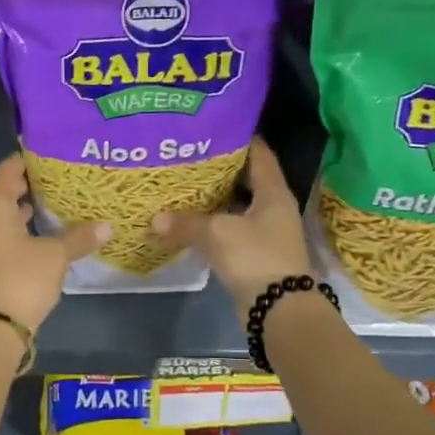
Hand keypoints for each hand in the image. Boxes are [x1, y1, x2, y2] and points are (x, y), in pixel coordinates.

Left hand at [0, 155, 108, 330]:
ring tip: (54, 207)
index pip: (6, 171)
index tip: (47, 155)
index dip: (25, 161)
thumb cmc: (22, 280)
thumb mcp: (56, 256)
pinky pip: (1, 238)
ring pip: (2, 219)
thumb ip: (79, 237)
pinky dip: (19, 232)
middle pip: (2, 195)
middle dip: (28, 187)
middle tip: (58, 180)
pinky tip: (42, 238)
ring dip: (23, 212)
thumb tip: (107, 226)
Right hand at [152, 137, 313, 320]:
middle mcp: (273, 207)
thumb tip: (155, 219)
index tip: (213, 126)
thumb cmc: (255, 257)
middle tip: (189, 153)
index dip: (238, 137)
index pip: (258, 153)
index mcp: (273, 192)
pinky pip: (231, 228)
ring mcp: (266, 231)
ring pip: (237, 205)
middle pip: (246, 178)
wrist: (279, 309)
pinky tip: (189, 219)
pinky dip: (213, 222)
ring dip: (215, 197)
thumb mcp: (217, 234)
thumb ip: (186, 223)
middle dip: (219, 167)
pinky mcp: (255, 253)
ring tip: (184, 182)